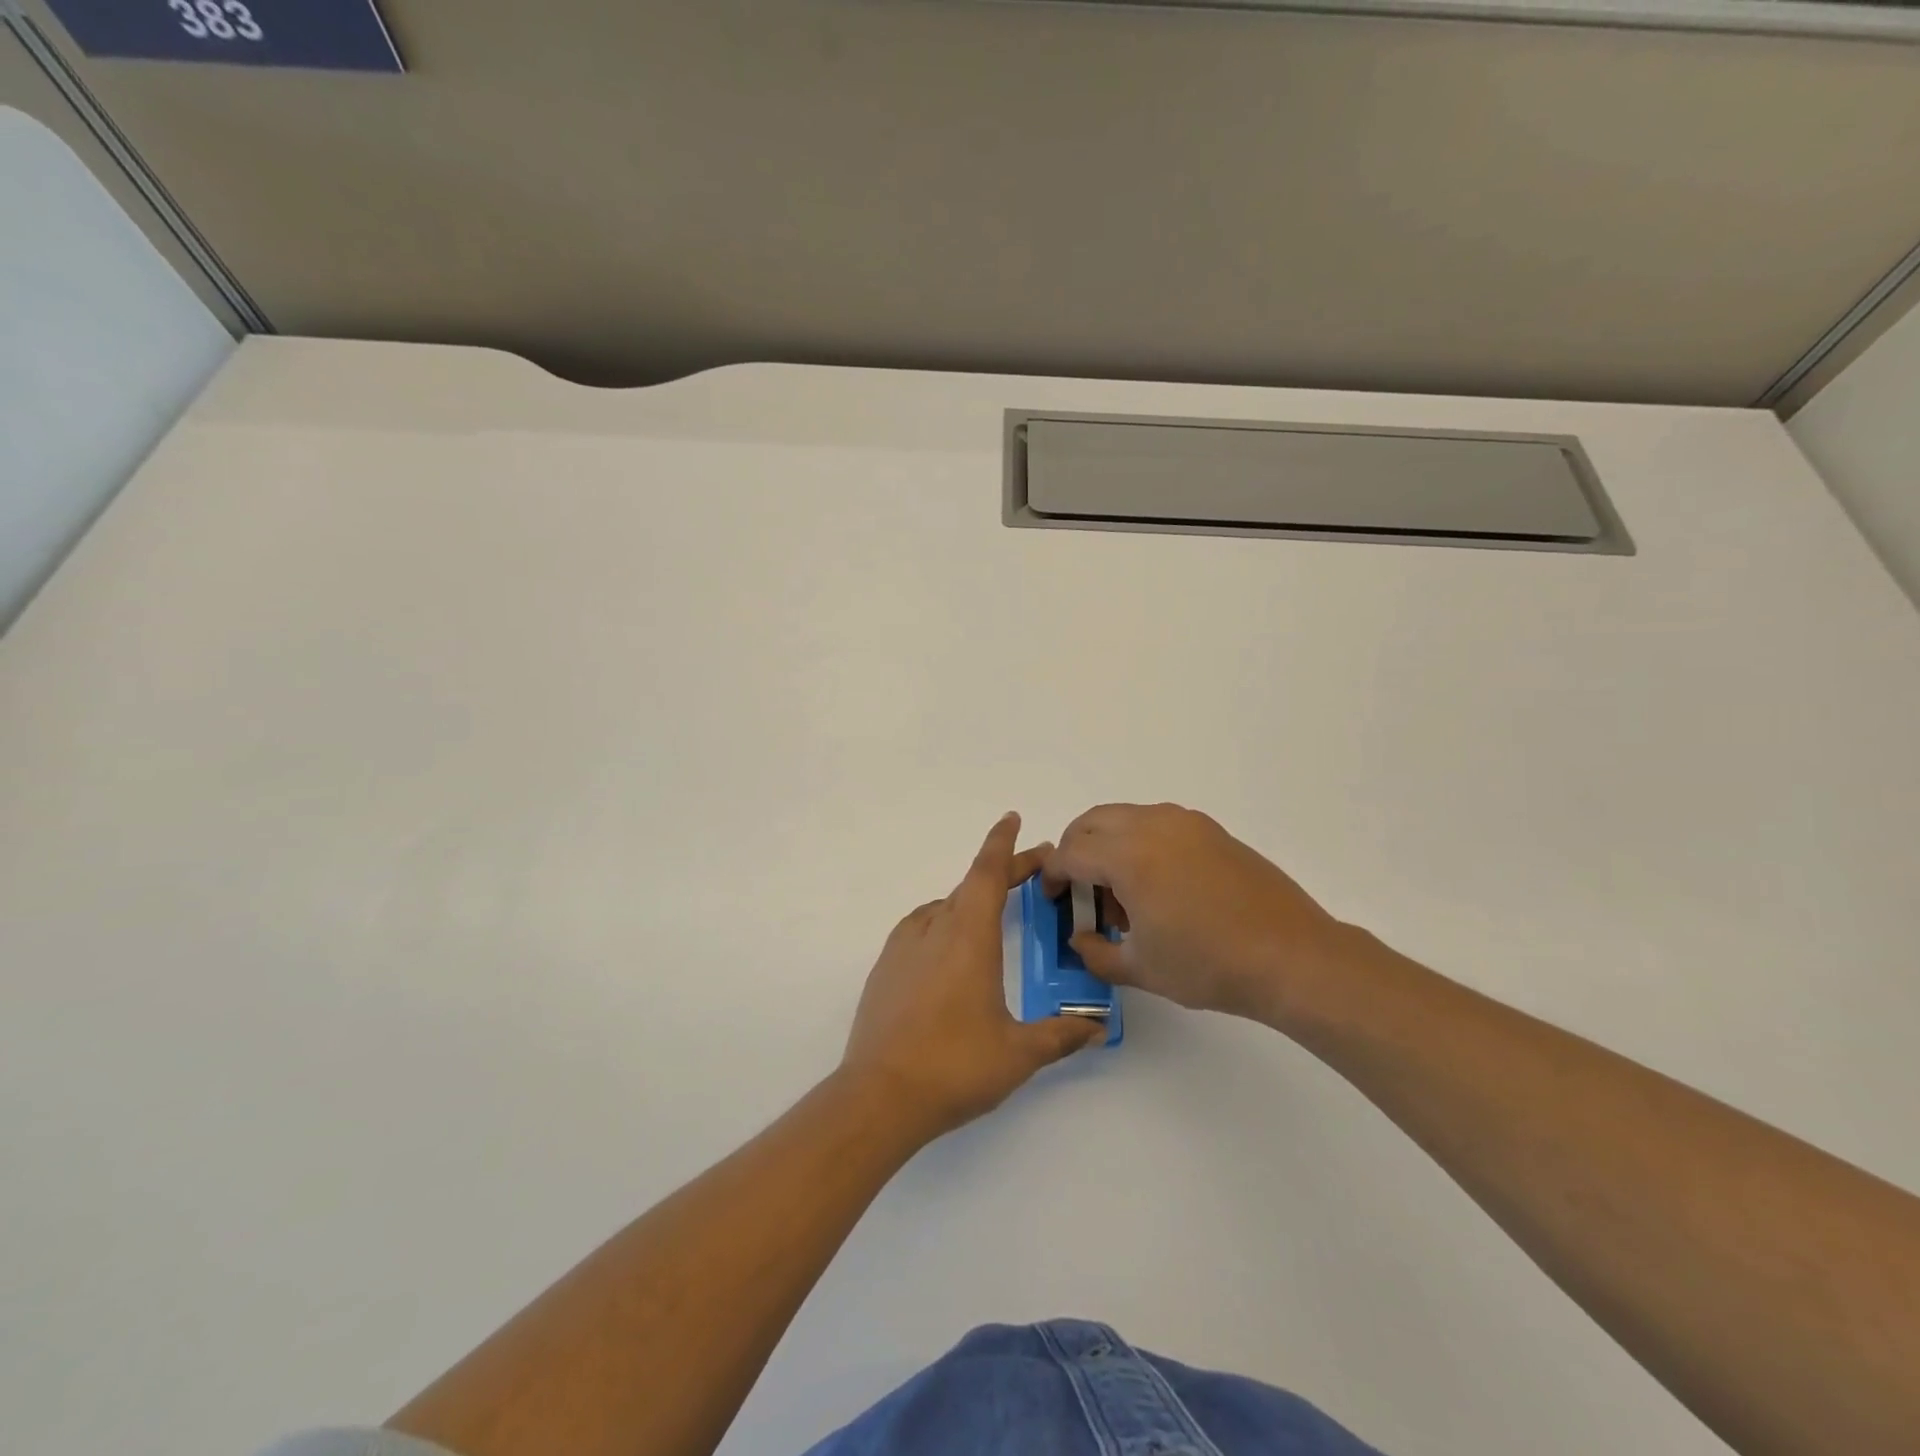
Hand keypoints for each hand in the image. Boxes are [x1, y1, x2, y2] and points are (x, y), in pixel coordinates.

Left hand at [840, 813, 1105, 1138]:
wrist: (879, 1095)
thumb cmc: (954, 1066)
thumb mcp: (1018, 1053)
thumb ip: (1060, 1035)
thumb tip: (1095, 1027)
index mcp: (969, 936)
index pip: (988, 872)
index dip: (1003, 843)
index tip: (1012, 818)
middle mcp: (934, 928)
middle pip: (971, 885)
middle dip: (1002, 873)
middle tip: (1032, 873)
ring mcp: (903, 946)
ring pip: (944, 906)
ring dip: (972, 900)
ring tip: (994, 915)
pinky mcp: (884, 968)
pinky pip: (921, 928)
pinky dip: (944, 923)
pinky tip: (951, 950)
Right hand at [1043, 803, 1349, 1023]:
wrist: (1292, 957)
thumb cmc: (1209, 965)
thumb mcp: (1141, 969)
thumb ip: (1096, 953)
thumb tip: (1081, 939)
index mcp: (1128, 856)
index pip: (1070, 853)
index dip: (1051, 876)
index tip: (1053, 900)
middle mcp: (1152, 825)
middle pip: (1091, 822)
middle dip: (1074, 852)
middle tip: (1080, 891)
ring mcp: (1185, 823)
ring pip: (1124, 818)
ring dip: (1107, 845)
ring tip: (1124, 895)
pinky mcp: (1211, 830)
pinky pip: (1157, 824)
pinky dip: (1139, 843)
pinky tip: (1159, 887)